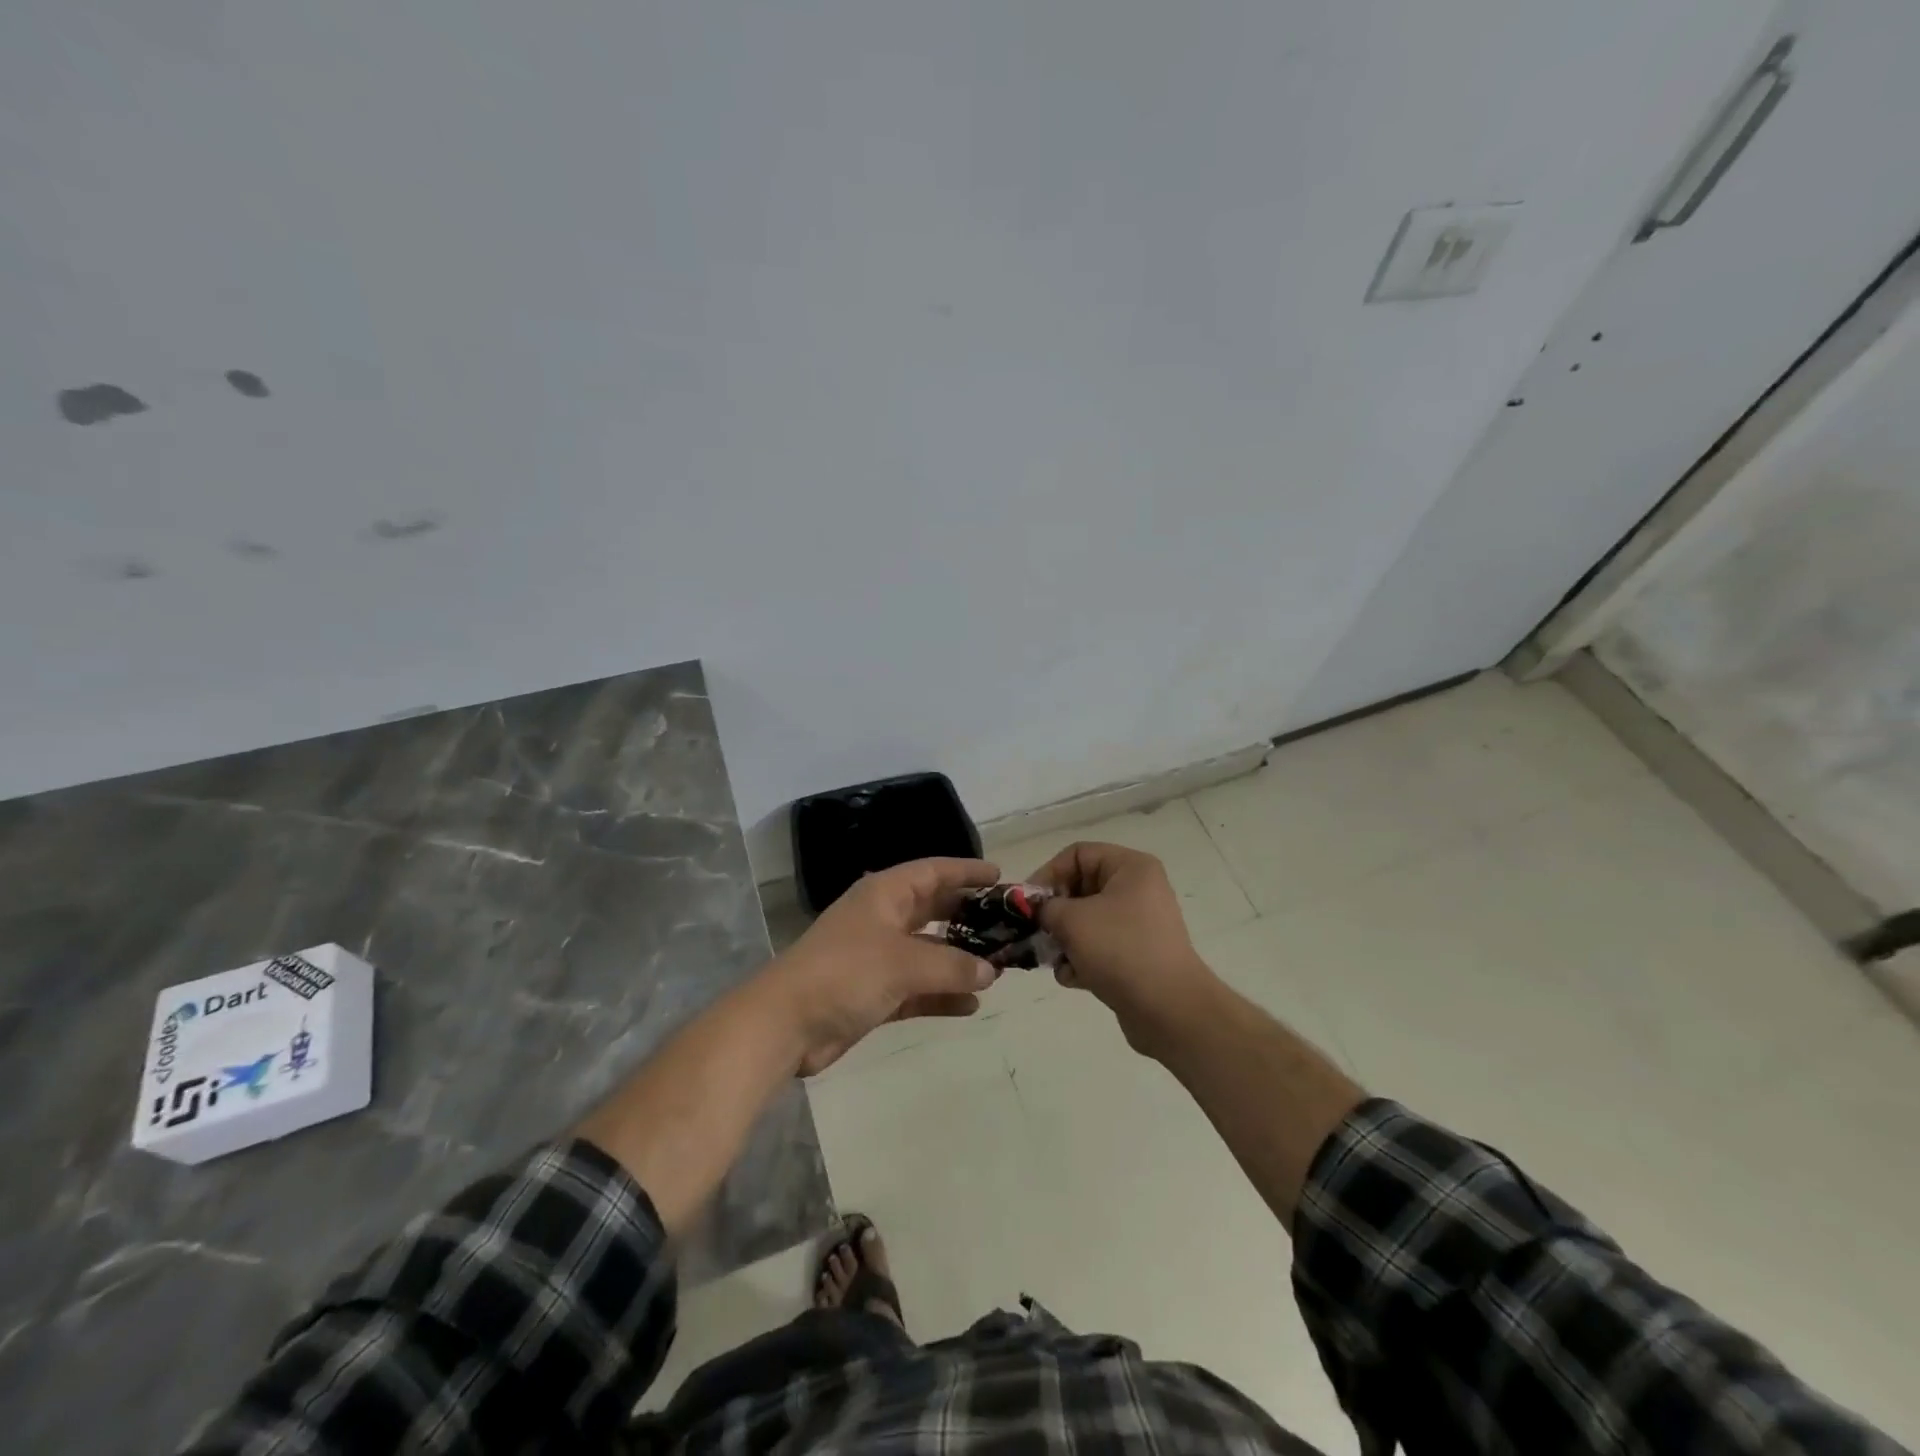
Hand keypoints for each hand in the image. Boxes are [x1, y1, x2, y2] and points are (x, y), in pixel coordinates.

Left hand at [767, 857, 1000, 1074]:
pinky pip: (917, 988)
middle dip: (968, 918)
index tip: (1000, 877)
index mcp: (884, 895)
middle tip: (1006, 926)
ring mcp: (877, 958)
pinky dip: (941, 995)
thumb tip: (991, 971)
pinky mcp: (874, 994)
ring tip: (998, 970)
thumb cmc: (845, 973)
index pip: (932, 872)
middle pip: (933, 911)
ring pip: (928, 953)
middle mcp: (883, 920)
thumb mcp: (904, 963)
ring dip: (958, 961)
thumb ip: (952, 967)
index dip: (966, 872)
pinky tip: (971, 1006)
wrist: (786, 1023)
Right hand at [1031, 842, 1219, 1055]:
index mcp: (1131, 868)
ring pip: (1087, 921)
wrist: (1169, 1010)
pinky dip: (1082, 960)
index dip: (1048, 873)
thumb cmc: (1120, 950)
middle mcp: (1138, 889)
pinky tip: (1074, 978)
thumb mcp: (1072, 920)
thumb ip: (1046, 907)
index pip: (1078, 854)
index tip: (1028, 903)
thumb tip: (1038, 911)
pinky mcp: (1136, 956)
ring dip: (1065, 940)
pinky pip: (1099, 947)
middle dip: (1055, 913)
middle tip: (1036, 932)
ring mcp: (1139, 924)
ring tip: (1055, 960)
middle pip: (1081, 888)